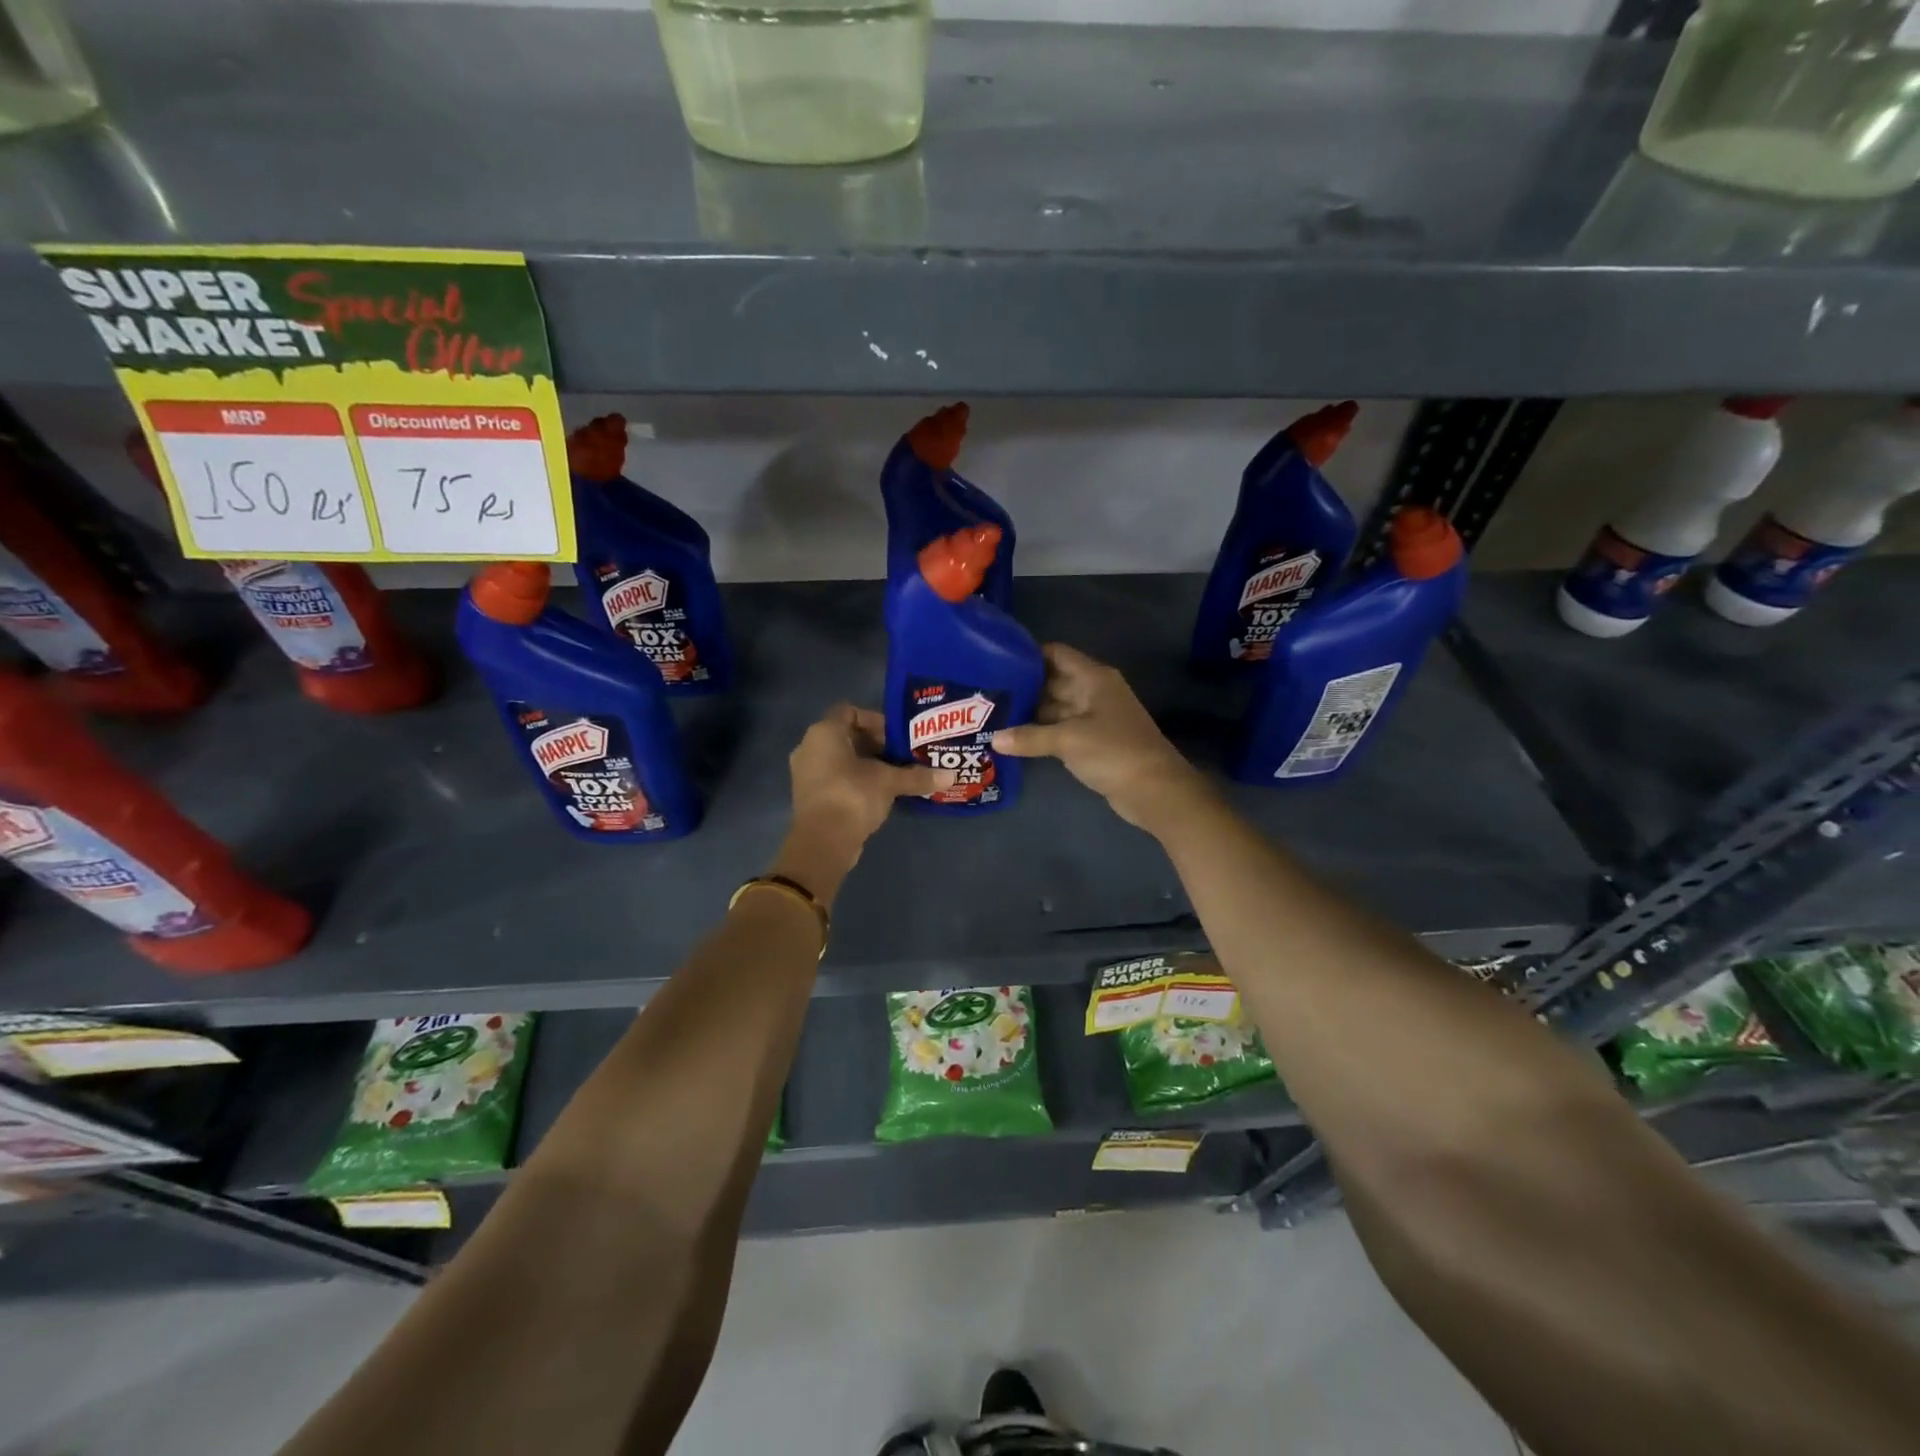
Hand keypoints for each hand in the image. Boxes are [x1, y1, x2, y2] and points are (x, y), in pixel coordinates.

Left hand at [774, 704, 951, 901]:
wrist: (823, 842)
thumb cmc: (853, 796)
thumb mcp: (889, 782)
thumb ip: (917, 776)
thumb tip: (951, 776)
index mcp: (824, 732)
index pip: (850, 711)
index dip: (876, 721)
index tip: (898, 736)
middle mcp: (810, 747)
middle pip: (847, 736)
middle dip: (876, 745)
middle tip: (902, 756)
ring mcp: (807, 773)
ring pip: (841, 759)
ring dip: (867, 765)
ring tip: (895, 775)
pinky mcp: (810, 796)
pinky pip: (836, 778)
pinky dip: (856, 781)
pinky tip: (880, 793)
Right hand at [992, 644, 1206, 831]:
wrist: (1154, 790)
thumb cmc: (1113, 751)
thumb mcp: (1068, 740)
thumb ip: (1029, 737)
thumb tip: (993, 739)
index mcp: (1093, 678)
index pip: (1056, 654)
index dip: (1028, 655)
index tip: (996, 662)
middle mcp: (1093, 692)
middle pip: (1052, 681)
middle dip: (1023, 688)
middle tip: (986, 693)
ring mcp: (1094, 718)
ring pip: (1055, 708)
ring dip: (1029, 713)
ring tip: (992, 715)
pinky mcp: (1092, 742)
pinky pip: (1061, 730)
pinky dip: (1040, 733)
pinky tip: (1013, 739)